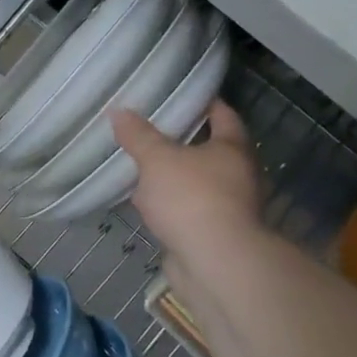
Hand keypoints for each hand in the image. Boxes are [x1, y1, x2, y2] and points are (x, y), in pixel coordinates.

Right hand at [113, 103, 263, 287]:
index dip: (202, 102)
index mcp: (233, 149)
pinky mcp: (211, 233)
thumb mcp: (157, 159)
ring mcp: (227, 207)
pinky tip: (142, 201)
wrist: (214, 263)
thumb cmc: (191, 198)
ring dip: (172, 175)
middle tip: (149, 127)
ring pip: (195, 181)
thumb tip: (119, 111)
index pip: (223, 115)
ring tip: (139, 162)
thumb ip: (138, 135)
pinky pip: (185, 208)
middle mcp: (238, 175)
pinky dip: (167, 203)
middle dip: (181, 140)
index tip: (179, 93)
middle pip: (210, 149)